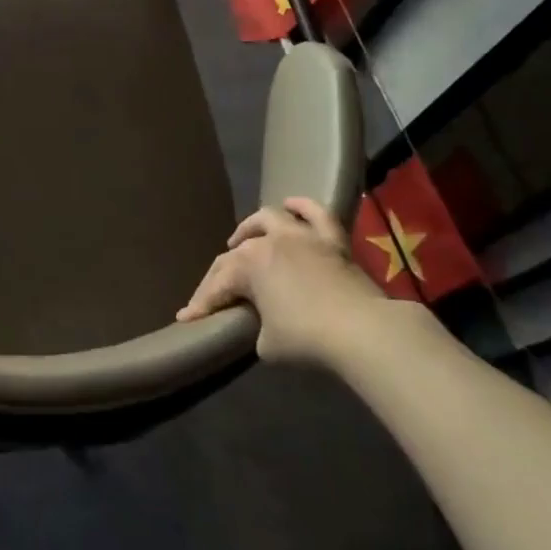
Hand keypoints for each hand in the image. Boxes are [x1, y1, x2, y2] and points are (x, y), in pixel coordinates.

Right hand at [177, 197, 394, 362]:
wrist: (364, 332)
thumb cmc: (307, 338)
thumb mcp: (267, 343)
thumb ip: (257, 326)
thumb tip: (264, 323)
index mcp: (247, 265)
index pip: (216, 286)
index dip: (200, 305)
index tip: (185, 319)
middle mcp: (269, 243)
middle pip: (235, 255)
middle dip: (218, 277)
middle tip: (212, 295)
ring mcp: (302, 237)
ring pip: (268, 220)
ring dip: (249, 228)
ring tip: (241, 240)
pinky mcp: (332, 241)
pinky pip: (315, 214)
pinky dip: (301, 206)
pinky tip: (289, 206)